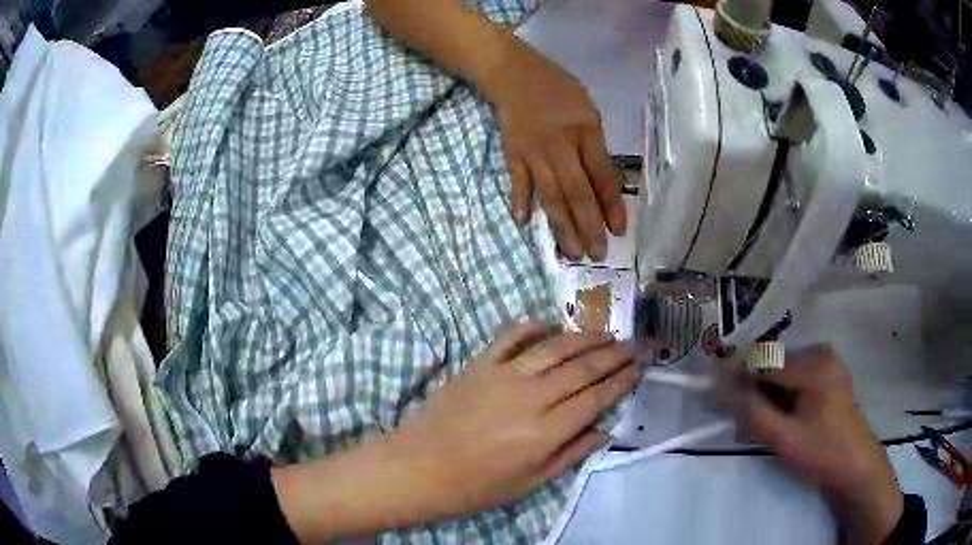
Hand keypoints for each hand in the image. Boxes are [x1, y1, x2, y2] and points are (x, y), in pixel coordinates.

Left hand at [390, 323, 641, 517]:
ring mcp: (503, 375)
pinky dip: (535, 326)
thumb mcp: (529, 483)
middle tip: (634, 344)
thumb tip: (605, 430)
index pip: (596, 398)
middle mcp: (532, 397)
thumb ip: (571, 454)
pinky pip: (512, 336)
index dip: (622, 381)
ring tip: (606, 333)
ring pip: (555, 347)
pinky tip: (552, 324)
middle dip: (614, 354)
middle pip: (582, 368)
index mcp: (546, 432)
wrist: (418, 469)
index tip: (640, 368)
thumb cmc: (475, 486)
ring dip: (585, 337)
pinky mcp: (479, 364)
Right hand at [480, 41, 625, 260]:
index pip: (602, 174)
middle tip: (597, 254)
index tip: (618, 231)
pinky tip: (524, 223)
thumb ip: (594, 142)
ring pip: (550, 194)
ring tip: (572, 252)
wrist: (511, 72)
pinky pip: (517, 180)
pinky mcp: (512, 152)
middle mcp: (560, 143)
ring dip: (562, 226)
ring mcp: (533, 150)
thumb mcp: (586, 107)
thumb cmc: (556, 87)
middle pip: (577, 191)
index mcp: (585, 129)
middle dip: (589, 226)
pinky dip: (520, 200)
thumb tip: (601, 183)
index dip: (611, 205)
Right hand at [719, 347, 903, 544]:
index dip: (737, 371)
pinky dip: (781, 395)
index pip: (766, 360)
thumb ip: (750, 411)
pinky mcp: (830, 378)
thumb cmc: (820, 453)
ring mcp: (828, 365)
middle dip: (752, 385)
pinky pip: (797, 379)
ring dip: (766, 392)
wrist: (855, 468)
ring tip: (754, 419)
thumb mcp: (782, 437)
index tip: (712, 385)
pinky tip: (776, 416)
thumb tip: (719, 388)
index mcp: (814, 364)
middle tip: (735, 414)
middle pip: (775, 364)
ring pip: (784, 372)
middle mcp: (821, 354)